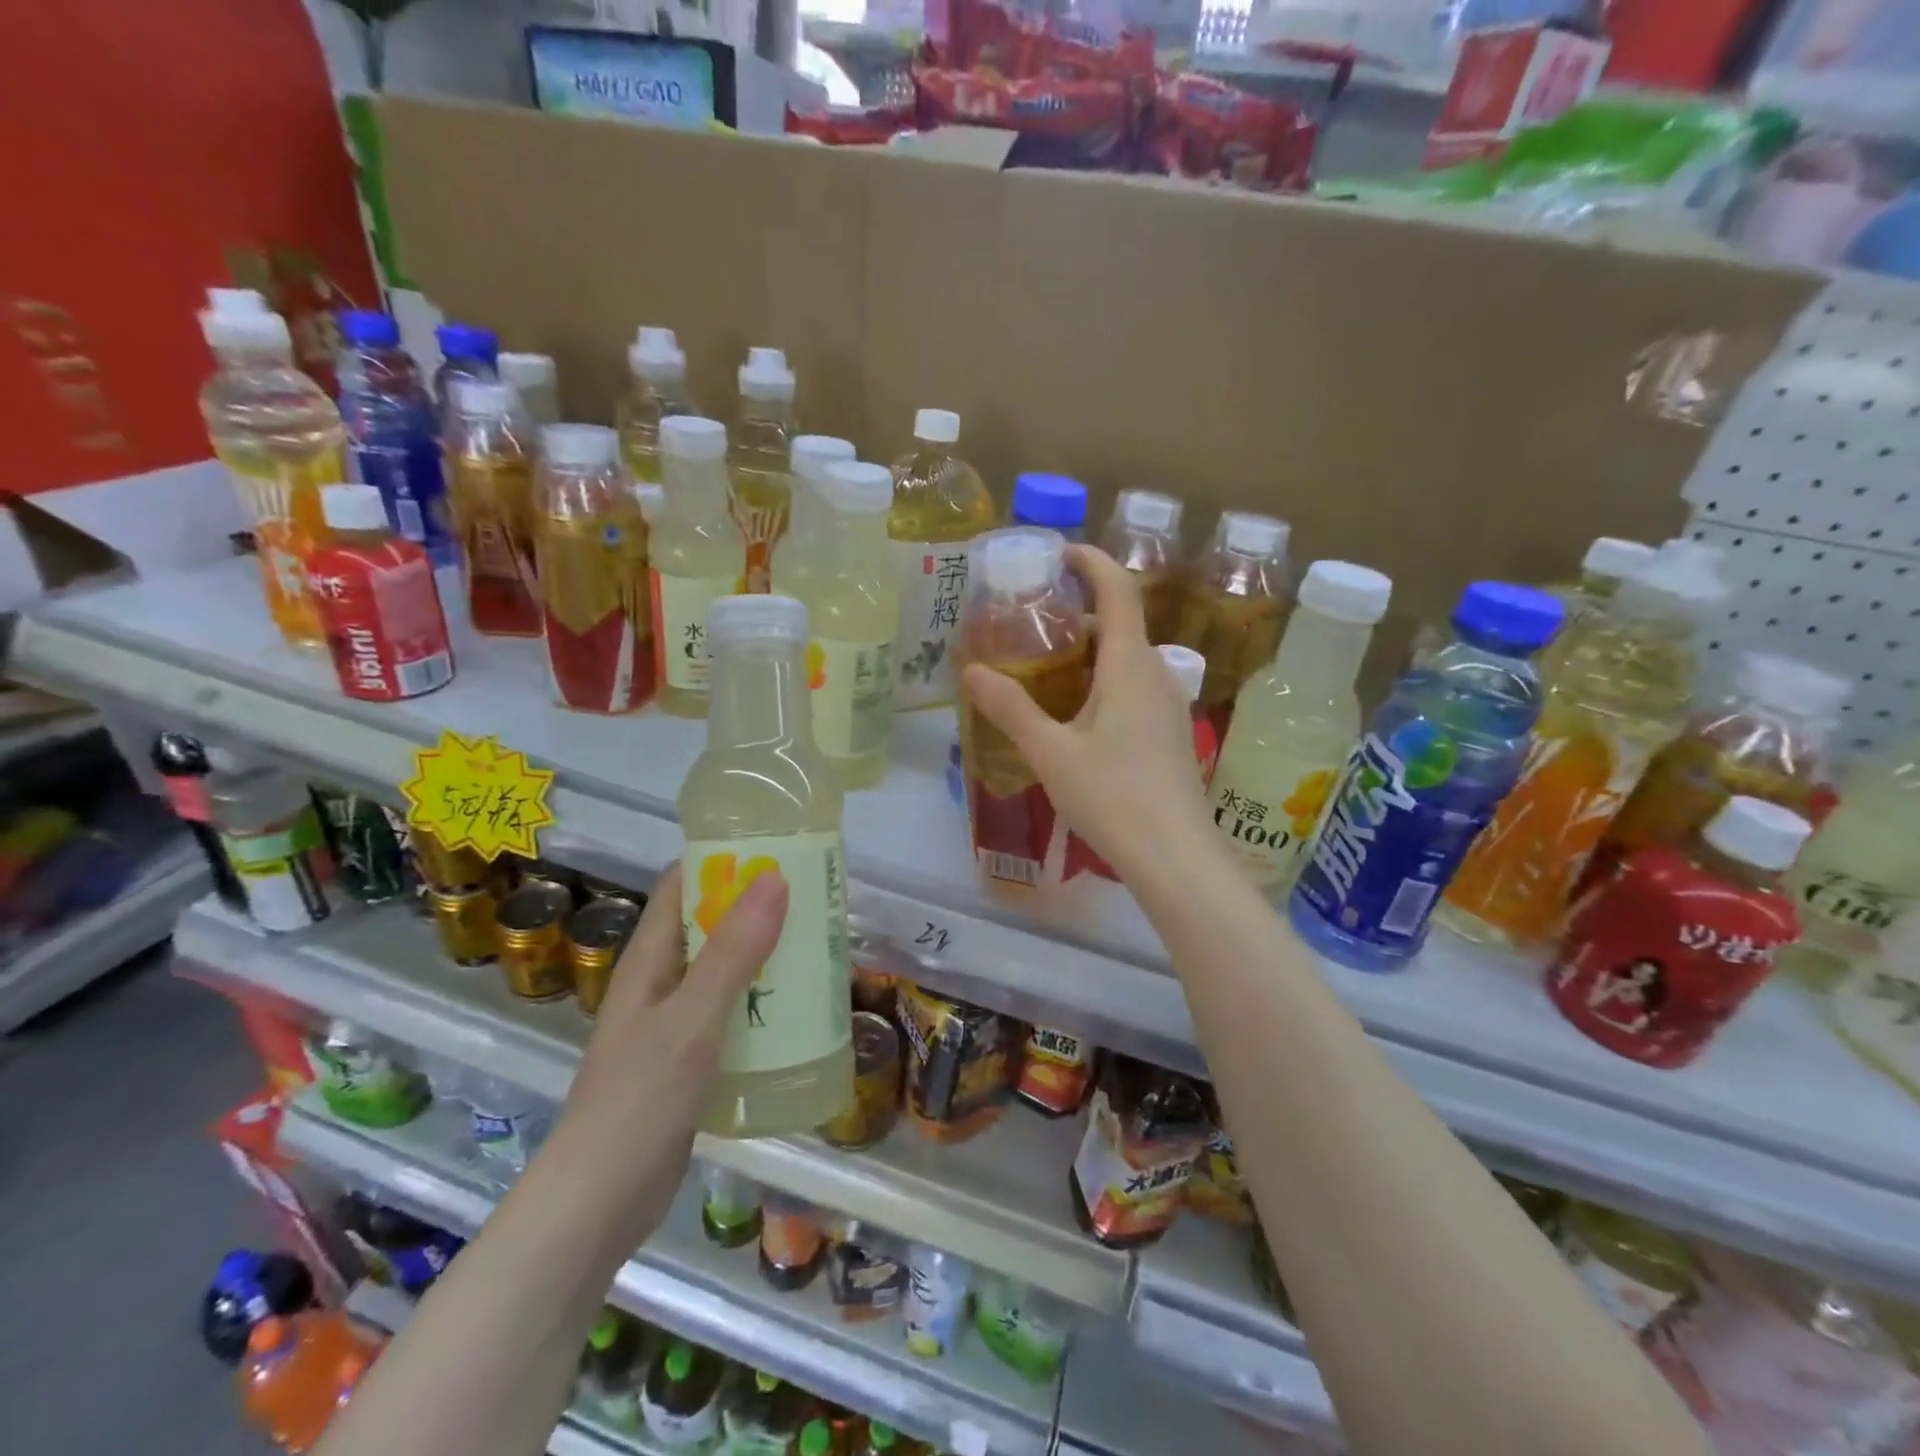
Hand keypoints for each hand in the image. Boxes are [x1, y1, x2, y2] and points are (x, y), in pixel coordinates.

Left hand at [559, 862, 787, 1244]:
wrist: (598, 1205)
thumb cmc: (640, 1099)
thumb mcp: (693, 1018)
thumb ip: (733, 950)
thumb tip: (774, 876)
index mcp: (649, 959)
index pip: (680, 885)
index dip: (721, 859)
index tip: (776, 846)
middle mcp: (658, 983)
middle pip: (708, 925)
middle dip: (756, 906)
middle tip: (815, 896)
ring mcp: (671, 1024)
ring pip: (723, 971)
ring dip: (764, 955)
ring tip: (818, 945)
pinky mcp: (687, 1061)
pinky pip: (729, 1014)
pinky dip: (760, 1001)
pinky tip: (798, 1010)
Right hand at [962, 544, 1214, 884]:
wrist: (1174, 855)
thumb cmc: (1112, 796)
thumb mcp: (1050, 752)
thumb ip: (1010, 708)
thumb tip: (971, 671)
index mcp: (1130, 664)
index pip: (1117, 590)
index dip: (1091, 561)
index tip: (1058, 554)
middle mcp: (1155, 674)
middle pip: (1120, 624)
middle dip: (1079, 614)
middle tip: (1032, 624)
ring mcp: (1168, 704)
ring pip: (1127, 659)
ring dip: (1091, 652)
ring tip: (1045, 668)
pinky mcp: (1170, 732)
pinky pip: (1134, 687)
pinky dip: (1104, 681)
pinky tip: (1075, 714)